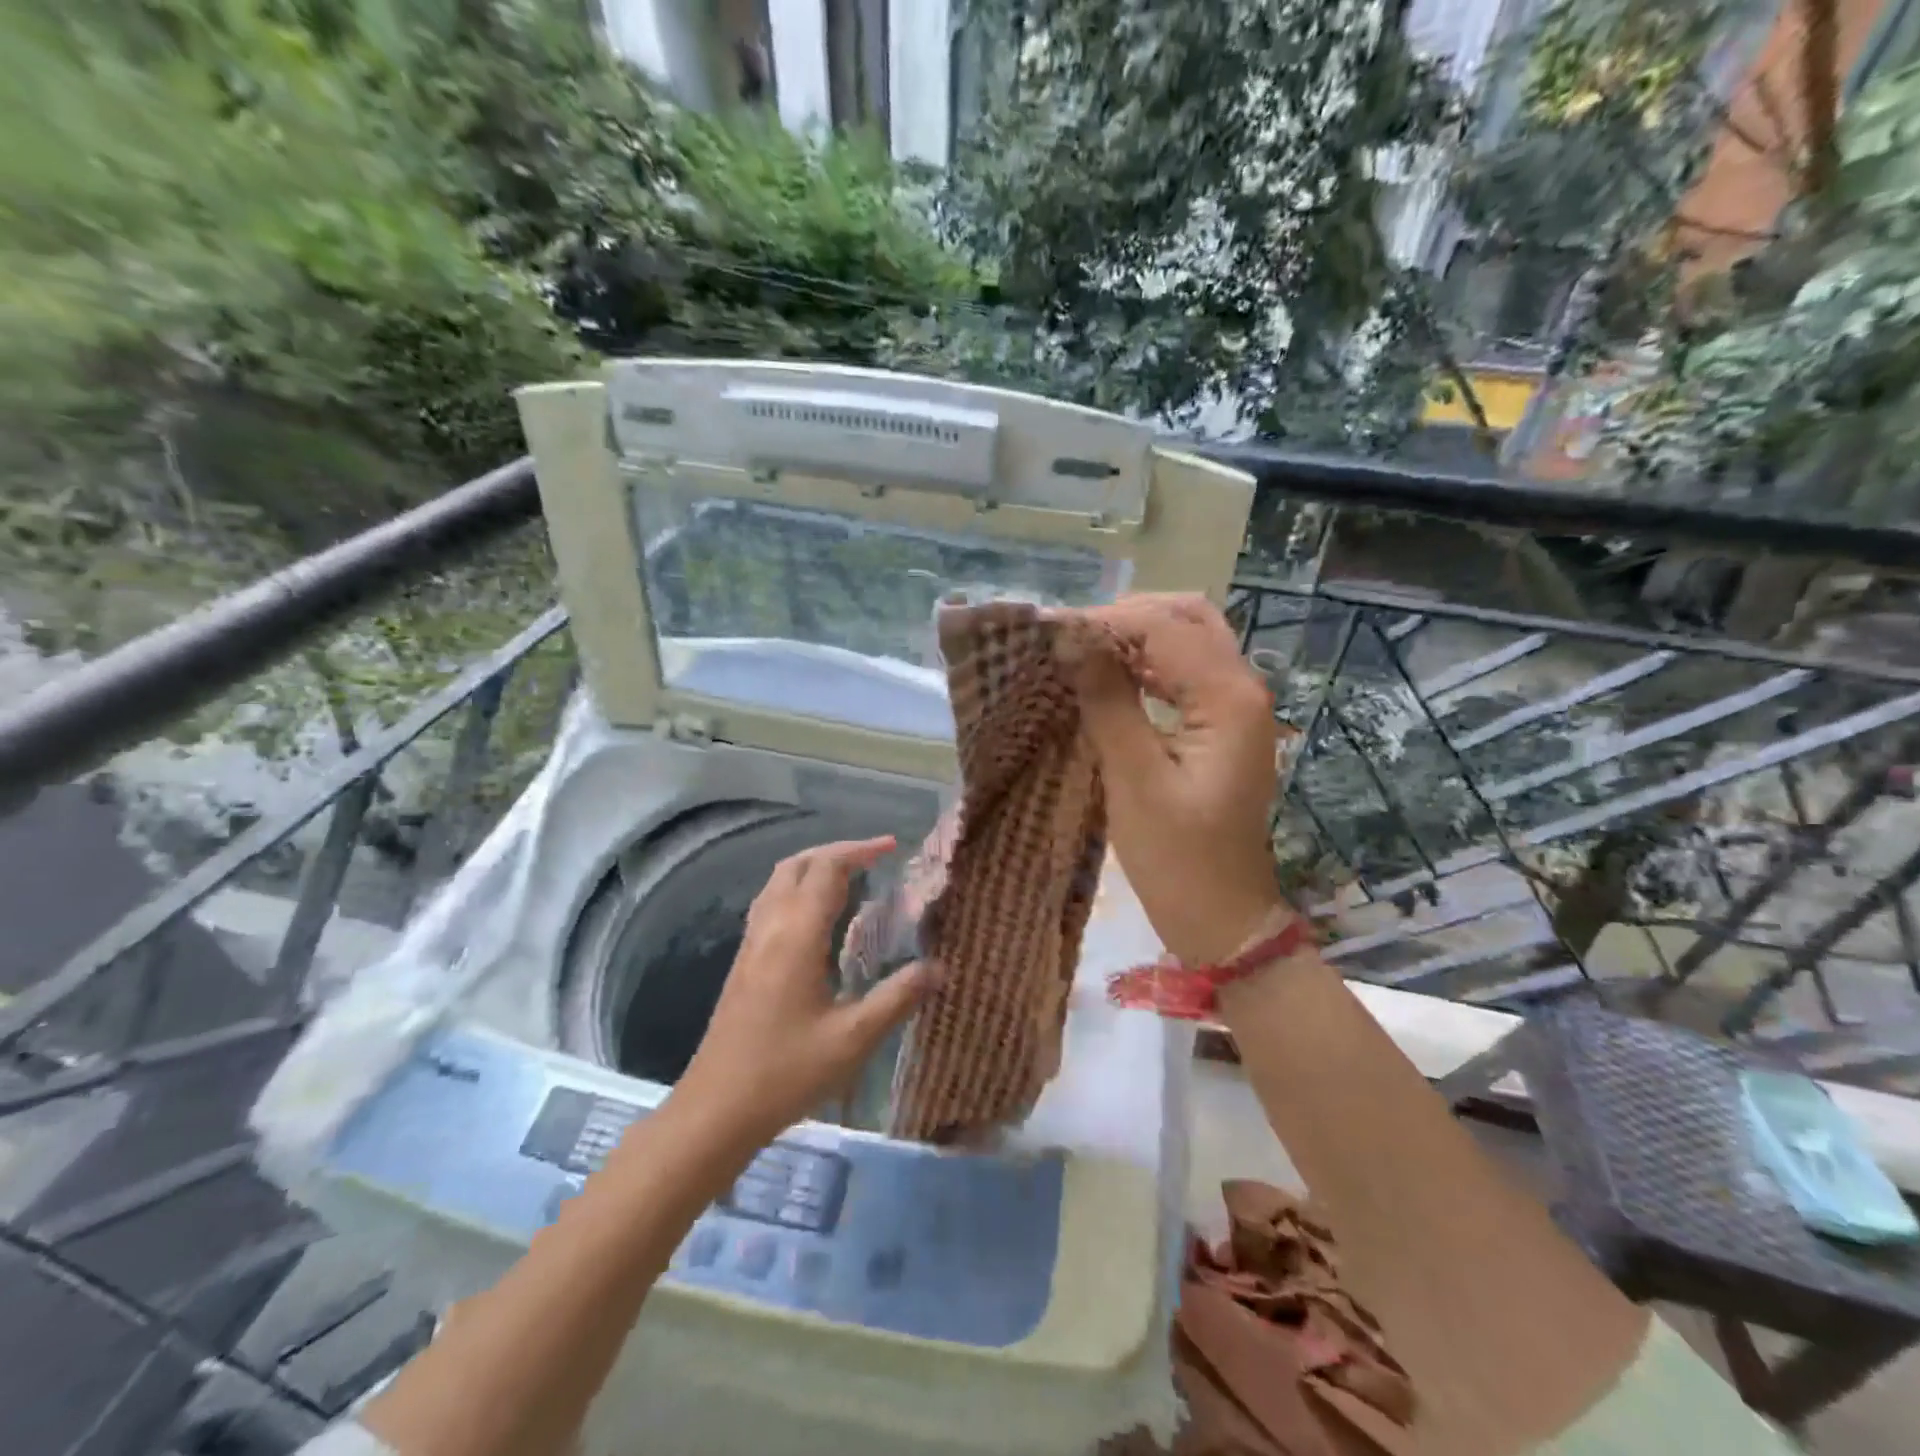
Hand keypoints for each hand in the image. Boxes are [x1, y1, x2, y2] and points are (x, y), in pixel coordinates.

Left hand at [675, 836, 935, 1145]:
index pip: (826, 869)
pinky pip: (770, 904)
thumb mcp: (853, 1039)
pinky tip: (818, 920)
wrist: (716, 1109)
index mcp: (797, 935)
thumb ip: (897, 998)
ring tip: (850, 879)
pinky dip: (797, 890)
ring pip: (778, 882)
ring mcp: (751, 943)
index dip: (860, 850)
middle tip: (873, 858)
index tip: (892, 846)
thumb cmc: (786, 1072)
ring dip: (813, 867)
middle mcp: (770, 927)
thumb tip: (939, 967)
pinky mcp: (743, 962)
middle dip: (835, 851)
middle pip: (797, 864)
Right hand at [1071, 593, 1289, 965]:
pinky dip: (1149, 665)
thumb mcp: (1134, 778)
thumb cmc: (1177, 858)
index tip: (1049, 632)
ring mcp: (1238, 708)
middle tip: (1070, 637)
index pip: (1164, 627)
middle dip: (1126, 617)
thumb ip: (1108, 701)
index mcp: (1228, 698)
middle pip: (1188, 618)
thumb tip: (1072, 639)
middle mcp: (1243, 689)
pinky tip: (1111, 679)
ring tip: (1081, 652)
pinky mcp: (1224, 728)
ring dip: (1137, 638)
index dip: (1105, 620)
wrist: (1223, 919)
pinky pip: (1187, 674)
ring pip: (1190, 641)